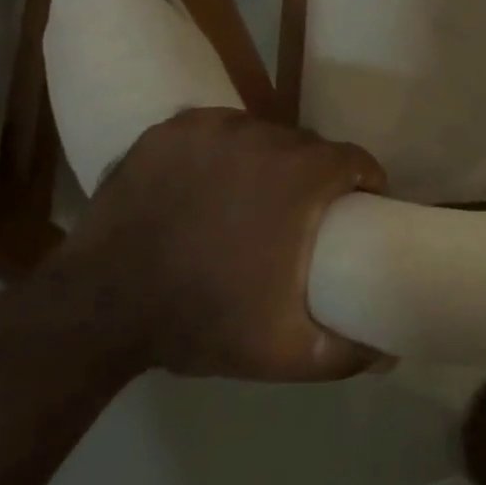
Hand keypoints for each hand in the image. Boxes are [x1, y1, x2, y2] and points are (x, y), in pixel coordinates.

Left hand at [52, 108, 384, 381]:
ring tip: (246, 198)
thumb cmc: (200, 319)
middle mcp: (265, 136)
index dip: (362, 180)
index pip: (354, 159)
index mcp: (302, 175)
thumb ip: (343, 353)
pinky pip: (214, 130)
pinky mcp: (171, 129)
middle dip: (311, 174)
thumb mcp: (282, 350)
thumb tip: (389, 356)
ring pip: (260, 134)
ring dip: (264, 160)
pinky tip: (205, 181)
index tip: (356, 205)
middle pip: (307, 146)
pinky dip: (218, 150)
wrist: (96, 310)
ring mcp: (214, 128)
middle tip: (296, 213)